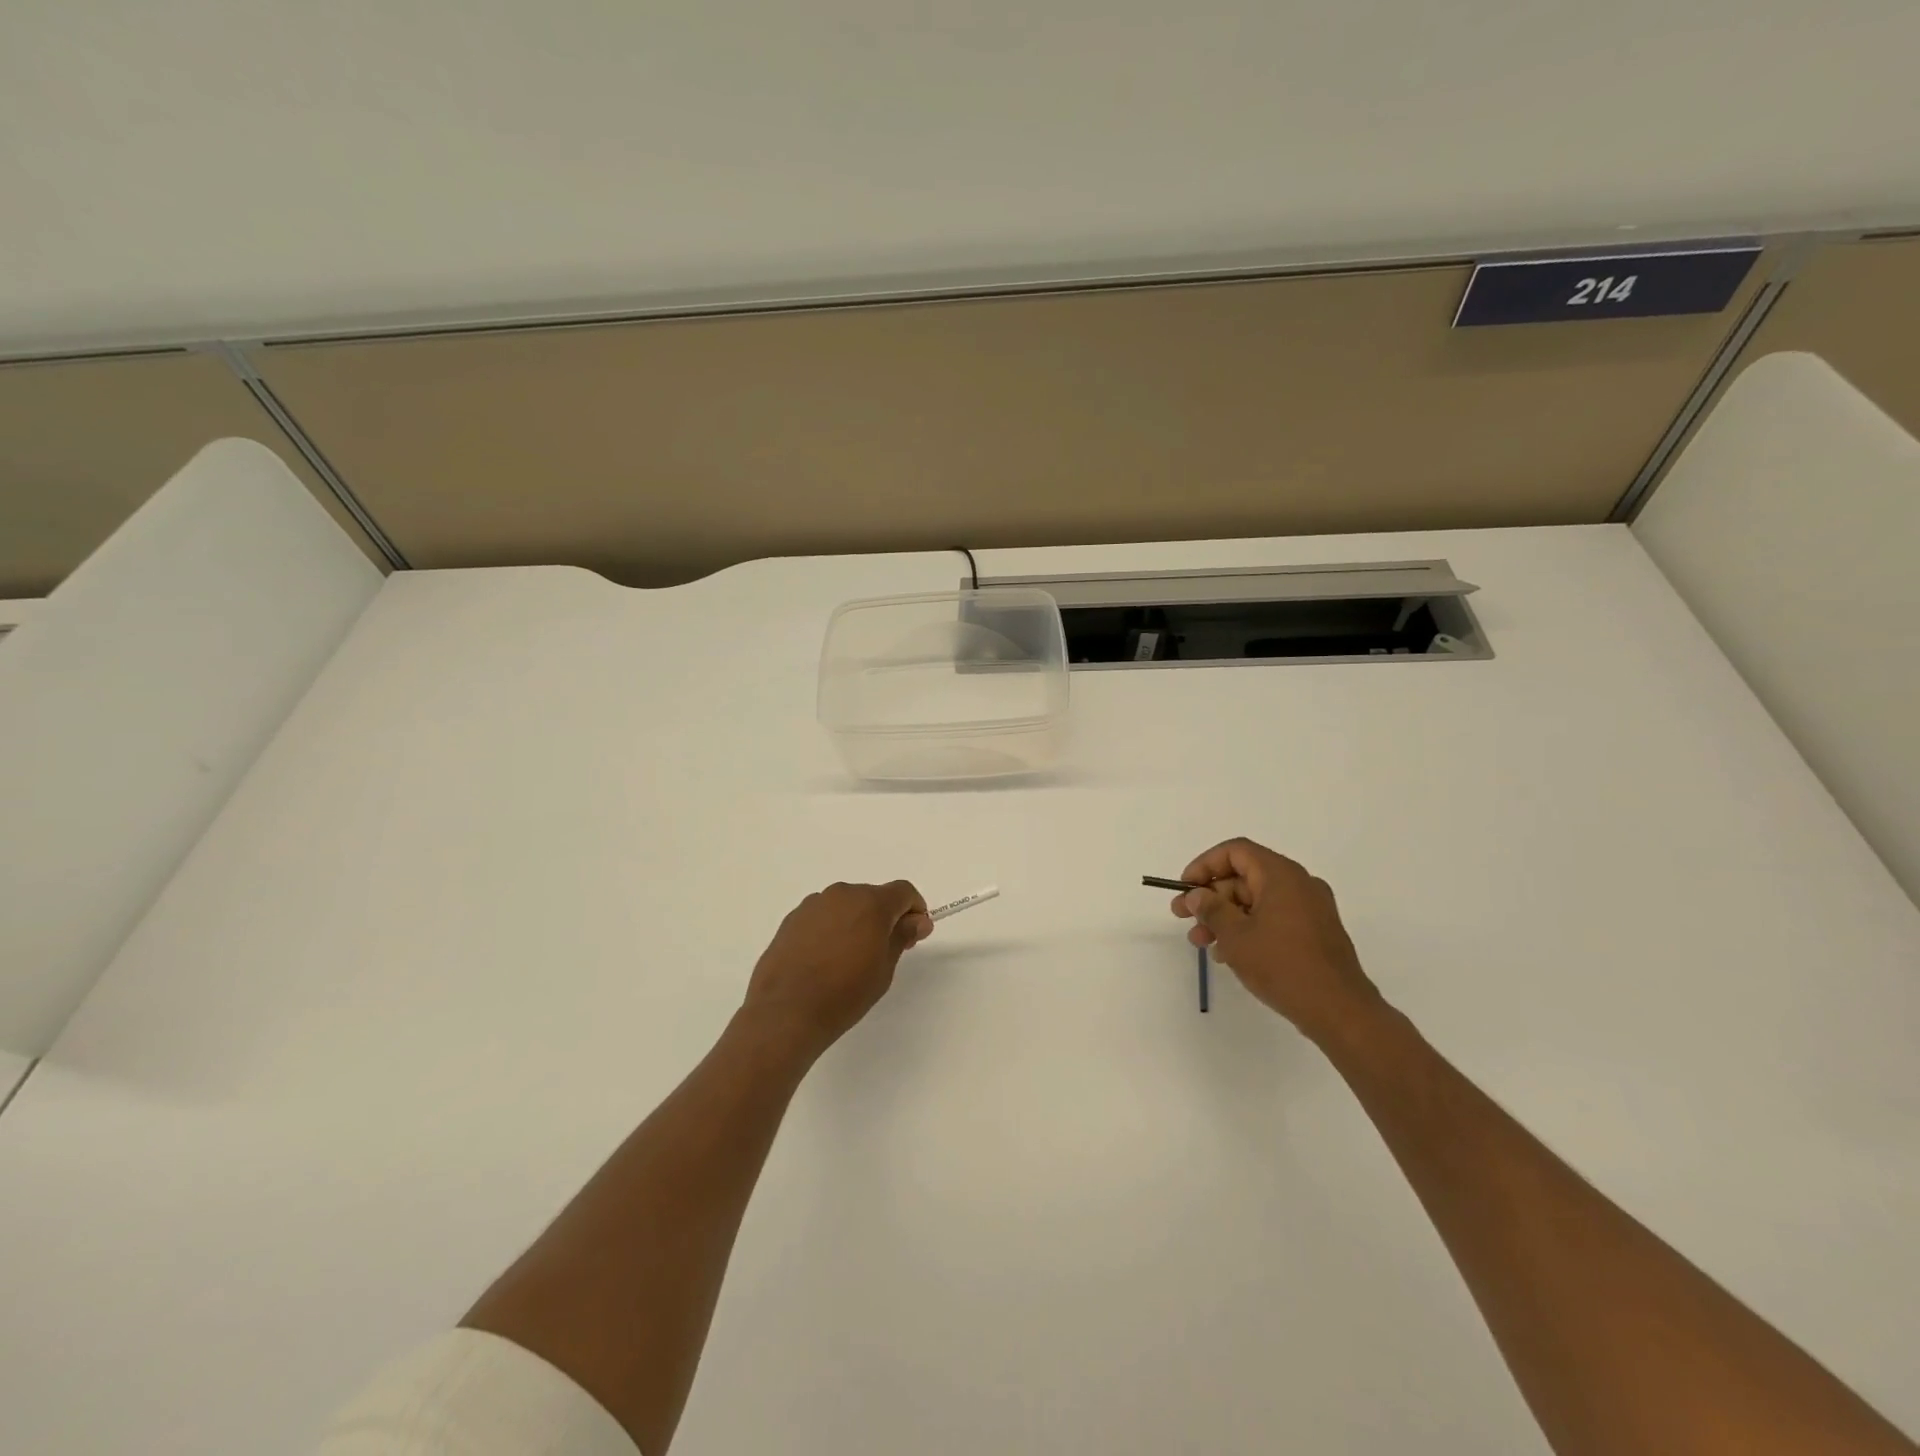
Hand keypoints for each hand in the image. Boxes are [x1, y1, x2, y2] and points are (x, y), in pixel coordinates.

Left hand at [742, 881, 932, 1059]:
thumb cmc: (845, 993)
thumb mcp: (884, 968)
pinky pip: (823, 916)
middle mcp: (842, 894)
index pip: (903, 891)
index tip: (915, 934)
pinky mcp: (792, 919)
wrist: (786, 1011)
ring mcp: (813, 904)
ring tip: (851, 958)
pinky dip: (832, 928)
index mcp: (870, 902)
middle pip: (873, 896)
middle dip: (885, 917)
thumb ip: (902, 936)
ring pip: (846, 905)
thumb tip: (918, 920)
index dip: (914, 909)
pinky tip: (826, 959)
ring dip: (857, 921)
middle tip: (886, 950)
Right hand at [1171, 839, 1382, 1045]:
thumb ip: (1211, 909)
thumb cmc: (1282, 965)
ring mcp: (1310, 908)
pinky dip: (1248, 928)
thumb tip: (1197, 895)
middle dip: (1211, 897)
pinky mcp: (1315, 932)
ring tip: (1202, 942)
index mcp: (1281, 875)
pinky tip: (1229, 953)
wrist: (1339, 1011)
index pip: (1235, 852)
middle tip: (1184, 919)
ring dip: (1225, 916)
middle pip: (1244, 877)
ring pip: (1256, 900)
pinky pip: (1273, 918)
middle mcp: (1299, 884)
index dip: (1204, 865)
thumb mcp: (1235, 935)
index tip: (1185, 889)